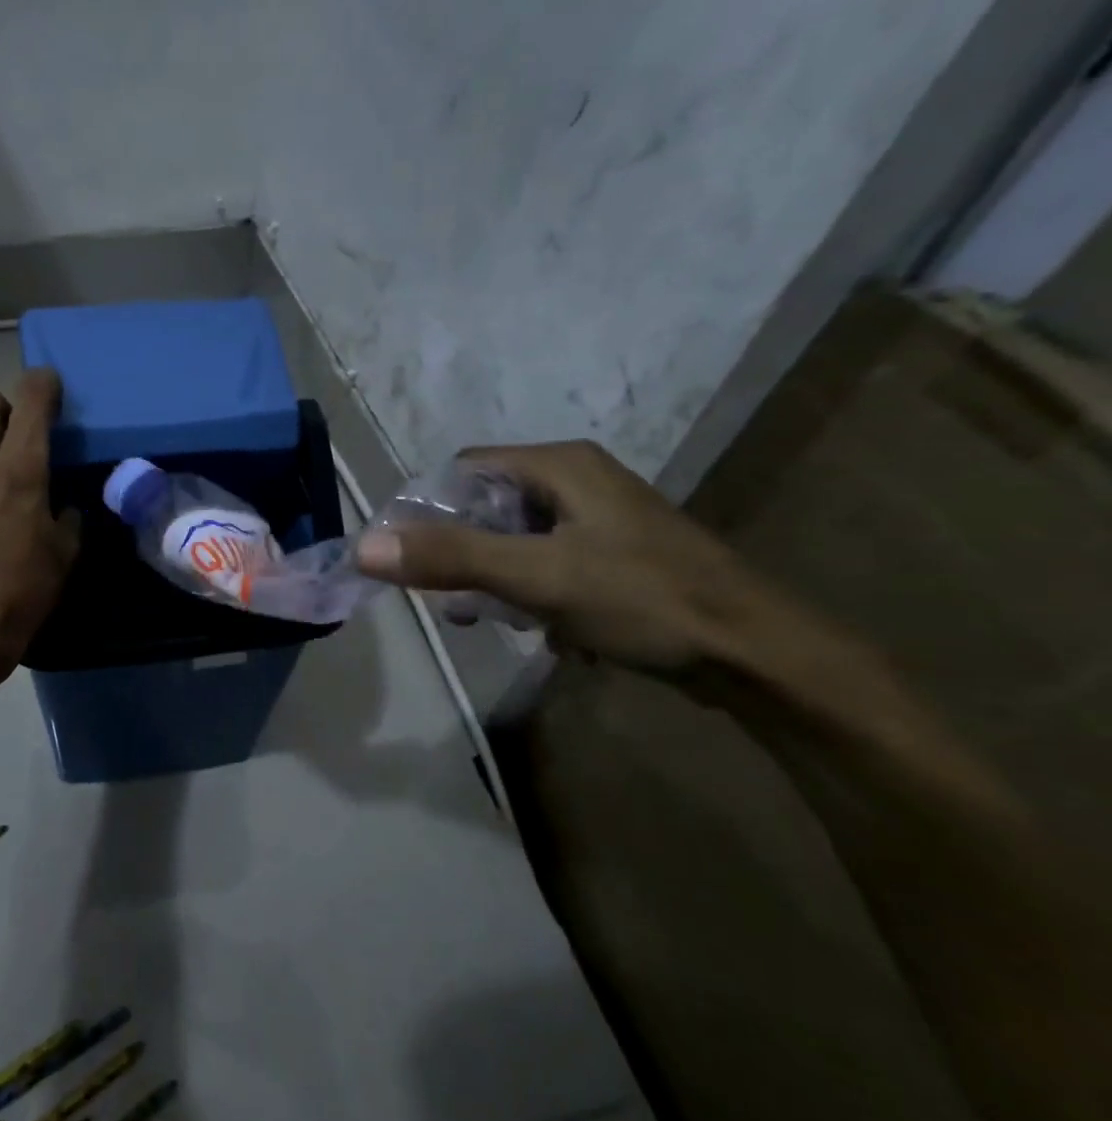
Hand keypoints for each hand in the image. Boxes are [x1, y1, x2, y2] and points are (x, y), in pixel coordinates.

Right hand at [354, 440, 788, 672]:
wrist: (757, 655)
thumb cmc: (643, 600)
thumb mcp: (537, 577)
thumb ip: (450, 558)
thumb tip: (363, 548)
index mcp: (560, 465)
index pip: (464, 469)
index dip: (427, 509)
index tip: (410, 558)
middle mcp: (579, 480)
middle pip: (488, 505)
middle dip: (463, 552)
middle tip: (454, 599)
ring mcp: (601, 519)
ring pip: (517, 539)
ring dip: (496, 578)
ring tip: (494, 620)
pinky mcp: (616, 555)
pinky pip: (549, 563)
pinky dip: (533, 592)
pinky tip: (544, 631)